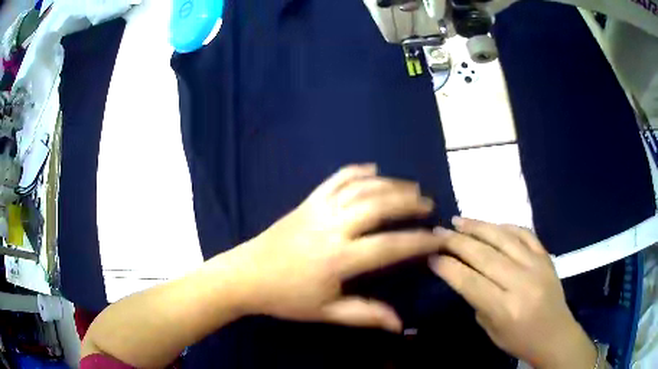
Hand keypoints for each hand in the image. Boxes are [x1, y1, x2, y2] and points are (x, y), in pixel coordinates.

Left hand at [232, 164, 445, 331]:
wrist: (246, 276)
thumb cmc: (286, 298)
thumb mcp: (326, 312)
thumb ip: (365, 315)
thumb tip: (400, 324)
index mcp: (339, 258)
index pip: (390, 246)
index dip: (419, 241)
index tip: (438, 238)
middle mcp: (333, 227)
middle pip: (379, 205)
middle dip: (409, 202)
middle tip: (428, 204)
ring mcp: (319, 209)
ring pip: (361, 188)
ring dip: (389, 183)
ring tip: (411, 186)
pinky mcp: (307, 201)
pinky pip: (335, 179)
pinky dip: (356, 171)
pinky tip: (372, 169)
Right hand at [430, 218, 597, 368]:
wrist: (555, 334)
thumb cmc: (520, 340)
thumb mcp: (491, 330)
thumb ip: (478, 301)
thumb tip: (464, 274)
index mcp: (504, 308)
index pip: (470, 281)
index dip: (447, 266)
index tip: (431, 255)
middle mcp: (521, 282)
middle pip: (484, 255)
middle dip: (457, 241)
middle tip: (438, 231)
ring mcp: (536, 265)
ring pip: (503, 238)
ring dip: (478, 227)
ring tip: (459, 220)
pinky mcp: (546, 256)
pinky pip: (524, 233)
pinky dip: (506, 226)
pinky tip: (492, 224)